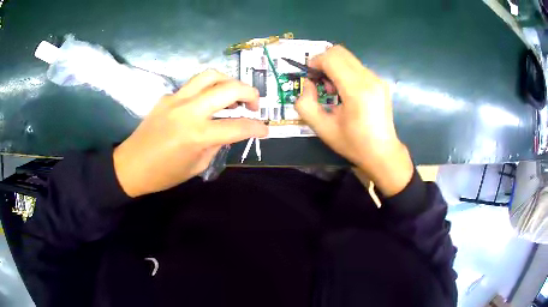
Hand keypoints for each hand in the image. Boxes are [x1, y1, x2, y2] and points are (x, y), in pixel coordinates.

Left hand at [113, 70, 267, 196]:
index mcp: (197, 135)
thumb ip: (216, 144)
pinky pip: (192, 86)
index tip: (265, 129)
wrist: (131, 165)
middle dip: (250, 93)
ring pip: (210, 75)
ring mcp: (176, 99)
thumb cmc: (164, 174)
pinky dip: (206, 90)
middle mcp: (189, 111)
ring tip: (233, 95)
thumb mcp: (196, 165)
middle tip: (254, 104)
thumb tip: (229, 131)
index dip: (257, 127)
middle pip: (229, 89)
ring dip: (229, 81)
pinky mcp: (167, 96)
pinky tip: (205, 103)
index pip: (238, 126)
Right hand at [296, 46, 413, 195]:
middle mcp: (369, 79)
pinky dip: (345, 72)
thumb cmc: (353, 143)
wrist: (382, 153)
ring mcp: (377, 79)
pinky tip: (346, 93)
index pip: (331, 58)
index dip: (315, 63)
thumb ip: (305, 104)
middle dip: (323, 62)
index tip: (310, 77)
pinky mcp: (380, 82)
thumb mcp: (322, 128)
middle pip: (339, 52)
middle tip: (320, 83)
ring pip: (348, 58)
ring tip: (333, 91)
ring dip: (334, 68)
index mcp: (356, 90)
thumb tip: (308, 84)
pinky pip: (357, 66)